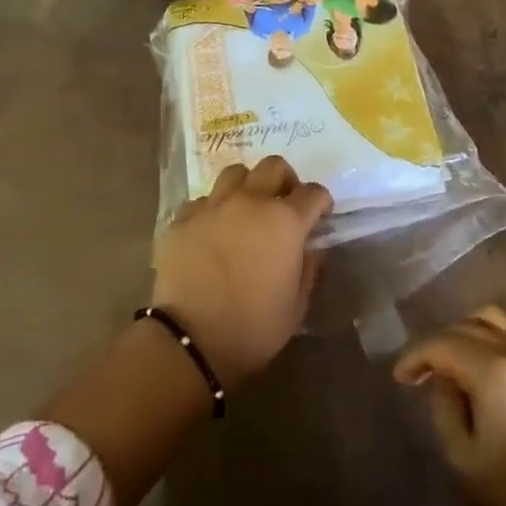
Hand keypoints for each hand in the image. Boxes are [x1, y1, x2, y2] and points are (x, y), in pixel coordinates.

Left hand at [151, 157, 331, 386]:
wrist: (191, 340)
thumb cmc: (253, 328)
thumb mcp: (296, 306)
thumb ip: (309, 269)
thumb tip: (312, 248)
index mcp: (285, 221)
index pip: (313, 192)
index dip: (321, 201)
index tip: (321, 215)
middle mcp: (251, 201)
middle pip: (274, 166)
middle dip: (285, 180)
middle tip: (284, 203)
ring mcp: (214, 205)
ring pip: (235, 172)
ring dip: (247, 185)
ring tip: (246, 209)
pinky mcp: (184, 217)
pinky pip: (203, 199)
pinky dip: (213, 209)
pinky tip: (212, 230)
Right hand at [394, 306, 505, 505]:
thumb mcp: (464, 459)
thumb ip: (445, 408)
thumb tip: (444, 380)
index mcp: (494, 370)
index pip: (442, 343)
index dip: (416, 356)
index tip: (400, 377)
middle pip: (468, 325)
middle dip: (439, 344)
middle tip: (424, 372)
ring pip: (497, 321)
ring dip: (468, 333)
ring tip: (456, 363)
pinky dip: (495, 342)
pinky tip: (488, 372)